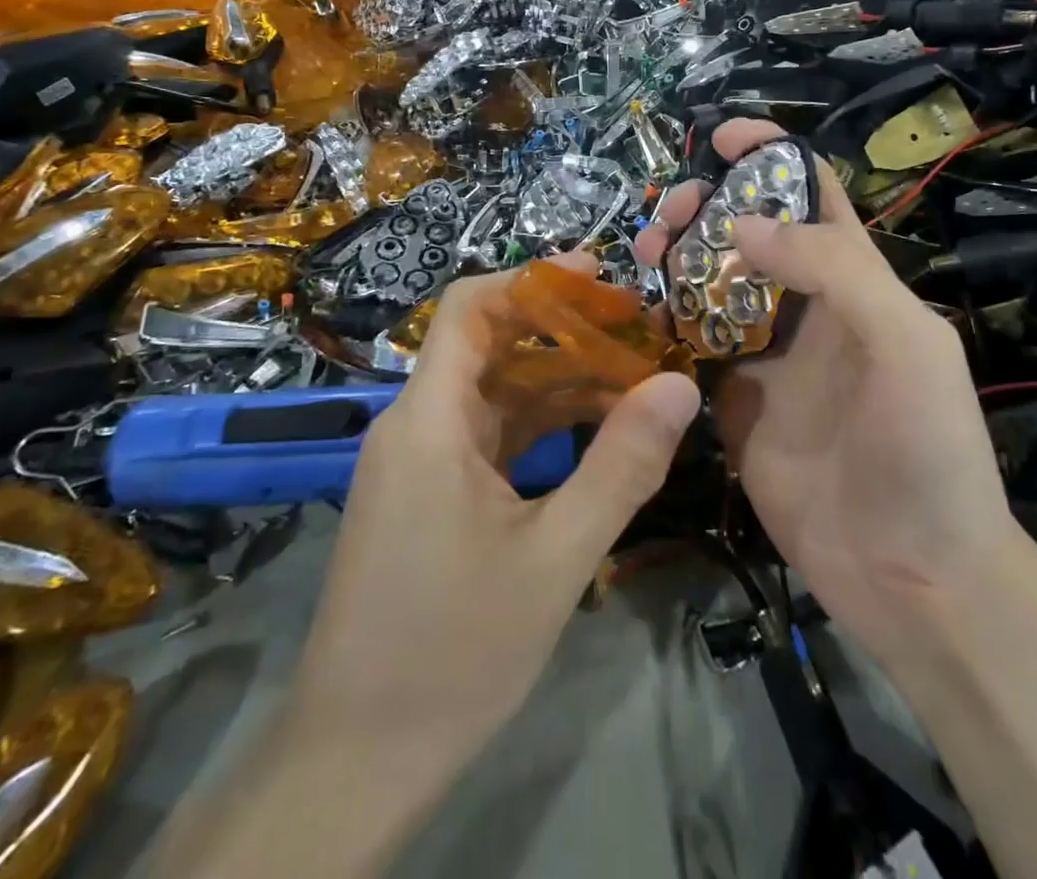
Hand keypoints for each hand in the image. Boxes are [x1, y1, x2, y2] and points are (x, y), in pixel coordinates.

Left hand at [286, 256, 700, 870]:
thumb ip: (622, 466)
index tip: (599, 278)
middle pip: (490, 345)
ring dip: (559, 381)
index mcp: (430, 420)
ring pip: (494, 392)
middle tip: (638, 333)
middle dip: (563, 331)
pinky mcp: (428, 492)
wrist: (356, 759)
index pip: (469, 307)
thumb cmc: (453, 650)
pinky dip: (539, 424)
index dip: (532, 279)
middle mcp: (416, 424)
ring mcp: (419, 460)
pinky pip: (488, 434)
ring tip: (633, 379)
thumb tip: (680, 386)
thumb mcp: (556, 557)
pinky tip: (593, 432)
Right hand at [636, 119, 1017, 667]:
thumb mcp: (904, 343)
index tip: (721, 139)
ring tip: (644, 257)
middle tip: (668, 218)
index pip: (811, 194)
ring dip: (675, 258)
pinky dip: (662, 322)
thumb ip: (833, 271)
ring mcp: (765, 356)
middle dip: (706, 208)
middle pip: (746, 232)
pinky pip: (691, 346)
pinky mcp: (732, 403)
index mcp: (854, 280)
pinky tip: (639, 316)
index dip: (770, 156)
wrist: (915, 577)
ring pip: (710, 283)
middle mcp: (805, 307)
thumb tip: (743, 225)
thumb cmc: (926, 449)